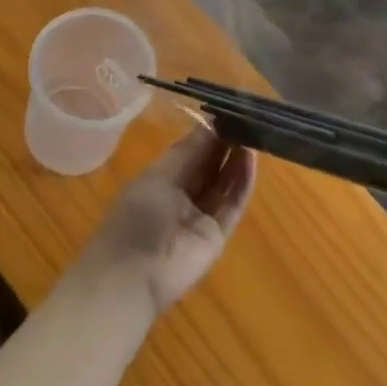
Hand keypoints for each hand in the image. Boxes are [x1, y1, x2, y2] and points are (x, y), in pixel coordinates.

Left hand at [80, 126, 255, 314]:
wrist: (132, 276)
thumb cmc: (137, 217)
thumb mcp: (160, 175)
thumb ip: (190, 151)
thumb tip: (211, 122)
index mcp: (164, 175)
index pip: (193, 148)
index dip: (210, 130)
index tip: (229, 109)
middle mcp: (185, 192)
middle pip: (211, 163)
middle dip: (228, 141)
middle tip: (248, 118)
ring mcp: (202, 214)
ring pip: (225, 182)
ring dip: (238, 159)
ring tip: (254, 134)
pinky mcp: (217, 234)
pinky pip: (232, 204)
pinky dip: (243, 183)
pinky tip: (251, 160)